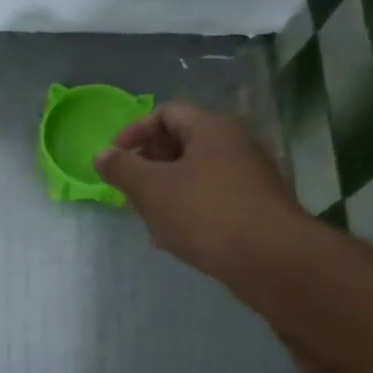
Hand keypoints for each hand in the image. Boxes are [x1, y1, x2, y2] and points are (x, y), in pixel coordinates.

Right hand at [93, 101, 296, 279]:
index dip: (135, 131)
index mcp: (212, 129)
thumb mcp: (151, 189)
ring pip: (197, 176)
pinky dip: (190, 211)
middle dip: (149, 165)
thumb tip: (101, 154)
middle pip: (183, 143)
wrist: (271, 260)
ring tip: (149, 220)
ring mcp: (251, 178)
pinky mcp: (258, 209)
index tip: (114, 157)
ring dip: (167, 192)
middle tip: (130, 190)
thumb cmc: (205, 213)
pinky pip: (214, 200)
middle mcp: (236, 145)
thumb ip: (121, 168)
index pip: (167, 113)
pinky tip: (176, 239)